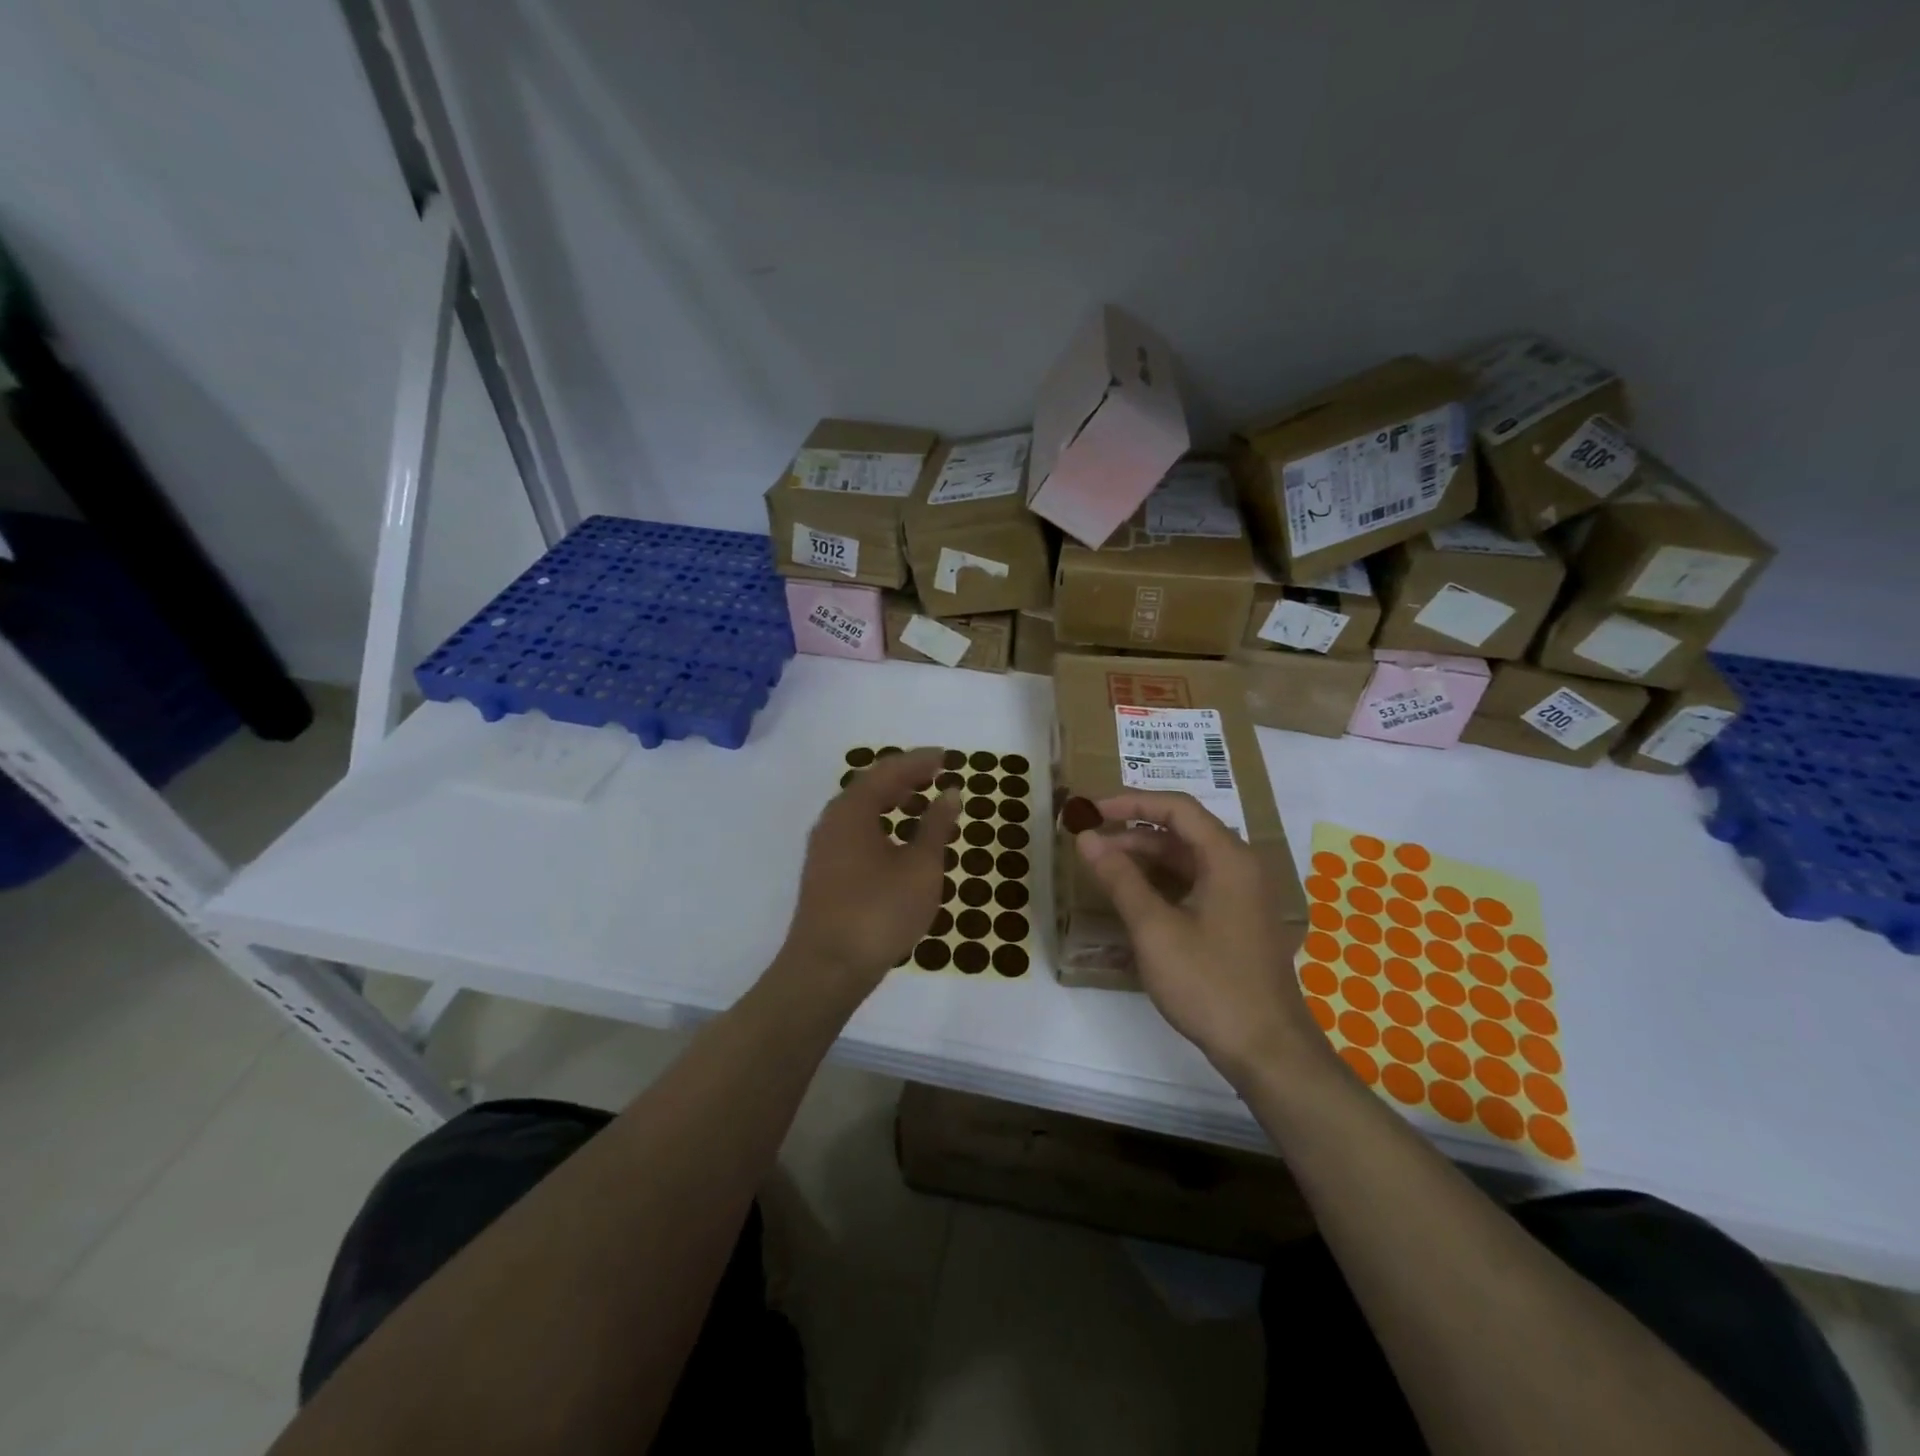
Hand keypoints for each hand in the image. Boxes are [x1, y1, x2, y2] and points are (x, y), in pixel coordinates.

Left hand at [779, 748, 961, 1007]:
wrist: (827, 968)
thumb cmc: (879, 911)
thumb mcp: (920, 867)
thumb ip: (936, 826)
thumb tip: (950, 792)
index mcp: (852, 810)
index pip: (888, 771)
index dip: (919, 761)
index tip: (946, 756)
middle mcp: (832, 821)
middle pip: (870, 786)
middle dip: (905, 778)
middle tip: (937, 776)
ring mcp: (824, 848)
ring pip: (861, 811)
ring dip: (893, 802)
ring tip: (923, 805)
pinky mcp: (824, 872)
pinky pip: (856, 832)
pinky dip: (882, 825)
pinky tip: (901, 843)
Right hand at [1076, 791, 1324, 1088]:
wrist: (1266, 1050)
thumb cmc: (1209, 983)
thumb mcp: (1154, 929)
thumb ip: (1119, 878)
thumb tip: (1086, 838)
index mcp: (1228, 857)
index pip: (1176, 808)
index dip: (1129, 802)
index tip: (1089, 811)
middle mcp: (1239, 866)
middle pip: (1181, 831)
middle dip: (1132, 831)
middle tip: (1088, 841)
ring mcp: (1241, 894)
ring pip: (1186, 859)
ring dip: (1144, 858)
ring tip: (1102, 867)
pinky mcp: (1236, 919)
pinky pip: (1194, 884)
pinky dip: (1161, 882)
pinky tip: (1132, 897)